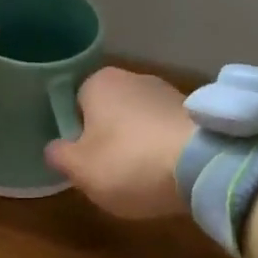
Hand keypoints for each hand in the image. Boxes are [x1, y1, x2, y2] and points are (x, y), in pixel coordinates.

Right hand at [43, 68, 194, 219]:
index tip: (83, 160)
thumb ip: (60, 156)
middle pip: (110, 110)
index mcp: (99, 82)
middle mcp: (133, 77)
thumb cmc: (129, 162)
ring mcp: (168, 92)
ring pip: (140, 121)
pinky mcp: (196, 113)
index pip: (76, 102)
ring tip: (143, 179)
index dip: (77, 132)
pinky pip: (167, 132)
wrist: (203, 164)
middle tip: (109, 173)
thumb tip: (54, 147)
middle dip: (109, 137)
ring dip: (139, 144)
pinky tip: (168, 174)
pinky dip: (164, 149)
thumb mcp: (81, 169)